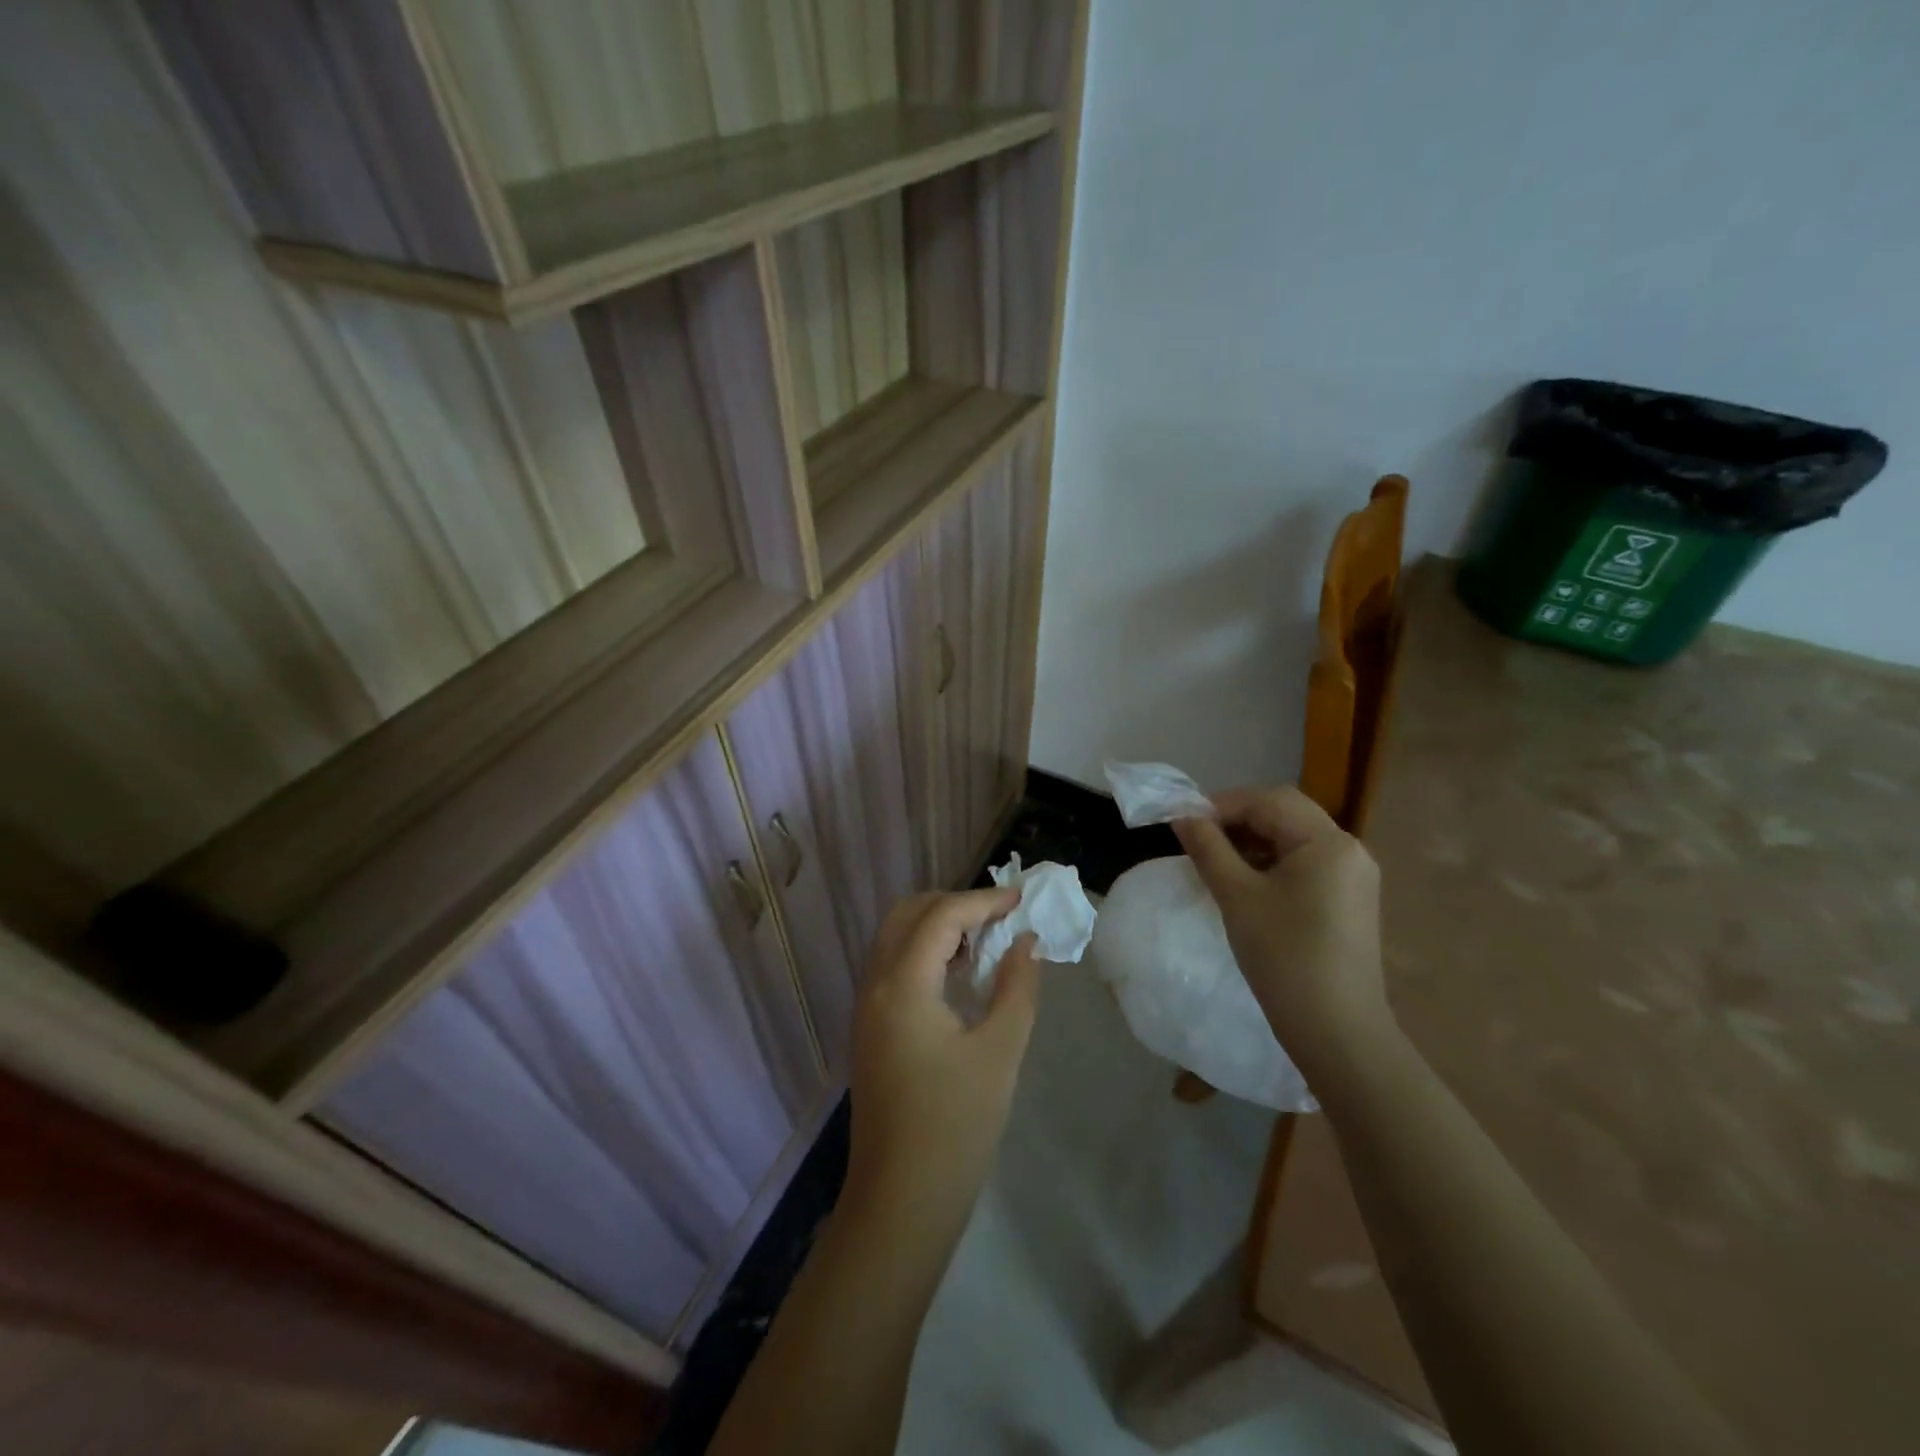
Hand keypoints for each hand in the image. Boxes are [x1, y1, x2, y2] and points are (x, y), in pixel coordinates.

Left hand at [846, 889, 1040, 1217]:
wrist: (901, 1202)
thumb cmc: (956, 1125)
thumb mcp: (1000, 1051)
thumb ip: (1017, 987)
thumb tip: (1025, 942)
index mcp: (902, 984)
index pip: (941, 916)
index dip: (983, 901)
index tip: (1022, 900)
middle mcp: (874, 984)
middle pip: (907, 914)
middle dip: (954, 904)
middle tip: (999, 916)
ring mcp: (866, 1007)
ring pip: (895, 938)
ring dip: (937, 926)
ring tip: (985, 941)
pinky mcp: (869, 1029)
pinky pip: (893, 966)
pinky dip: (924, 952)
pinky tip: (960, 975)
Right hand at [1173, 786, 1390, 1077]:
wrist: (1337, 1031)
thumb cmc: (1284, 956)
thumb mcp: (1237, 896)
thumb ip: (1208, 848)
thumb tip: (1182, 817)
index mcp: (1328, 842)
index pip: (1270, 800)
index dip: (1223, 804)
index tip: (1184, 822)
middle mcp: (1348, 850)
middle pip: (1285, 814)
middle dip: (1238, 820)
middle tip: (1197, 838)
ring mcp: (1353, 877)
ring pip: (1294, 840)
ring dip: (1253, 842)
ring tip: (1215, 861)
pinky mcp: (1349, 901)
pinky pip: (1305, 865)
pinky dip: (1272, 864)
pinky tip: (1245, 884)